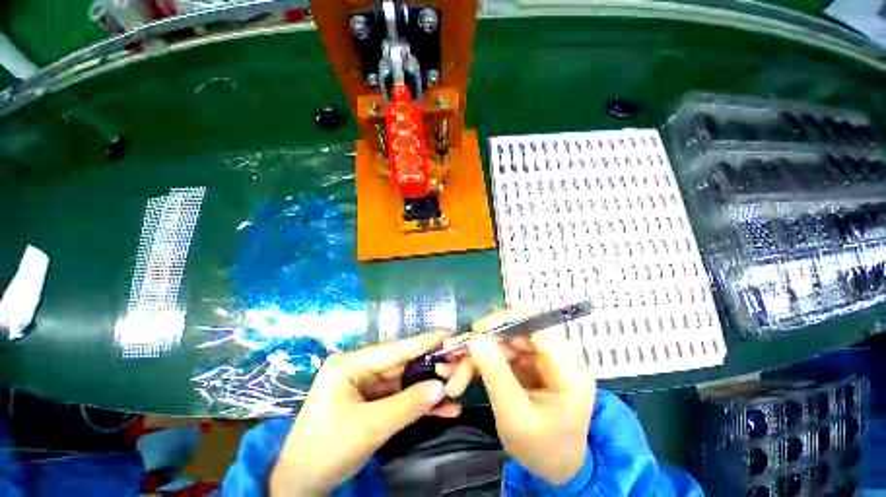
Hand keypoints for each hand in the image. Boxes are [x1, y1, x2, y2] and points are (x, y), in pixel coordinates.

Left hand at [270, 331, 467, 495]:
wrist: (301, 485)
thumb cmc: (326, 450)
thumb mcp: (369, 427)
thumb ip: (408, 405)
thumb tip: (442, 387)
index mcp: (351, 364)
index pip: (395, 349)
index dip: (425, 341)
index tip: (450, 333)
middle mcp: (361, 369)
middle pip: (403, 364)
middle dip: (432, 367)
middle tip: (460, 365)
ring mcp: (367, 386)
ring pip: (405, 382)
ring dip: (429, 388)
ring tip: (458, 388)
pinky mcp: (372, 402)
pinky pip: (400, 398)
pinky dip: (420, 404)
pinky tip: (444, 409)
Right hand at [466, 311, 595, 485]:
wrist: (554, 469)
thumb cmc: (541, 449)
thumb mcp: (515, 417)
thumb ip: (496, 374)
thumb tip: (476, 338)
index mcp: (568, 370)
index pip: (538, 326)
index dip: (506, 321)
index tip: (476, 331)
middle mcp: (558, 357)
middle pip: (517, 331)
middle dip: (485, 342)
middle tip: (458, 354)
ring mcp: (542, 359)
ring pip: (505, 341)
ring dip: (479, 355)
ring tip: (457, 375)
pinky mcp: (530, 364)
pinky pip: (502, 352)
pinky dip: (482, 362)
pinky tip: (466, 374)